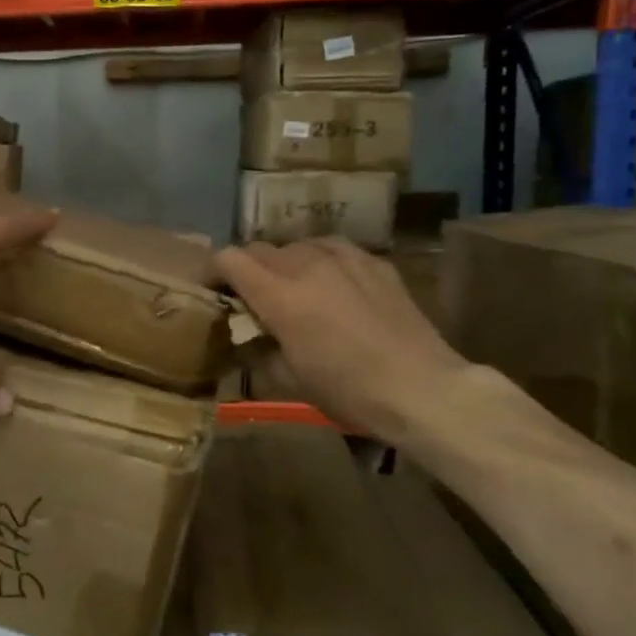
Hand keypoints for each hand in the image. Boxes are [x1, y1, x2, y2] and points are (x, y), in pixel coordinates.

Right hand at [215, 238, 468, 443]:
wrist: (421, 387)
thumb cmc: (348, 390)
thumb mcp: (289, 380)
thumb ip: (259, 351)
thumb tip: (246, 340)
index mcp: (278, 294)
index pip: (229, 258)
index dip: (214, 270)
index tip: (215, 290)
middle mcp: (305, 264)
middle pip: (260, 248)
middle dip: (247, 268)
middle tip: (252, 296)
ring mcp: (343, 257)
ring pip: (297, 245)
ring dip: (285, 263)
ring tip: (294, 288)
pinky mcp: (373, 261)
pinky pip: (333, 249)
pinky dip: (320, 262)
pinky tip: (332, 285)